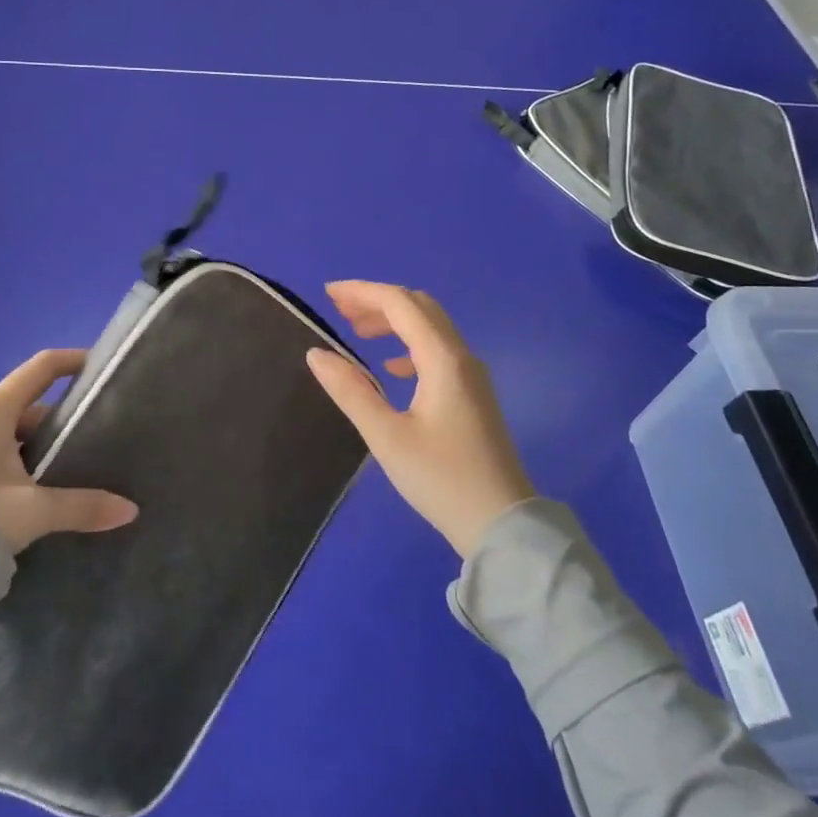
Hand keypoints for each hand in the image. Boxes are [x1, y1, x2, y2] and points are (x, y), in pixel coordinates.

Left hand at [0, 349, 138, 553]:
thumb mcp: (33, 511)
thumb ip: (82, 506)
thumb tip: (130, 510)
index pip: (40, 369)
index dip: (71, 362)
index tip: (99, 367)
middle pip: (29, 406)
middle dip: (61, 419)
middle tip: (95, 437)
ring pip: (11, 433)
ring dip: (39, 446)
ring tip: (72, 467)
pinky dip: (19, 462)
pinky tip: (36, 490)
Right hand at [306, 281, 534, 558]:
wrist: (501, 524)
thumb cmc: (441, 479)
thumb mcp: (386, 436)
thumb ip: (349, 390)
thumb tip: (316, 354)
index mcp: (442, 359)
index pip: (400, 304)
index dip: (362, 292)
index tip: (327, 294)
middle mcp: (461, 356)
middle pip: (418, 307)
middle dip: (377, 301)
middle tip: (338, 310)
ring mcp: (471, 374)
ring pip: (430, 326)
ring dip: (393, 320)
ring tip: (357, 331)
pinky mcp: (473, 393)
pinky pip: (437, 349)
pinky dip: (408, 343)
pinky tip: (390, 368)